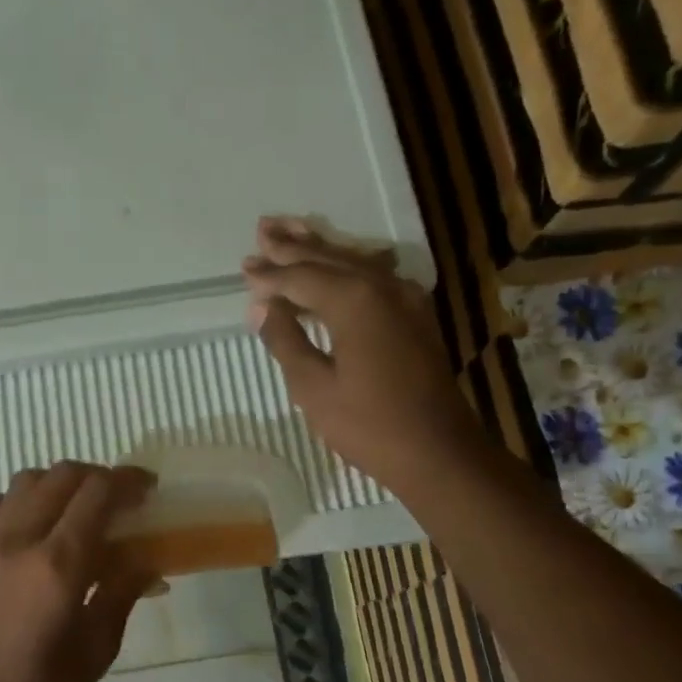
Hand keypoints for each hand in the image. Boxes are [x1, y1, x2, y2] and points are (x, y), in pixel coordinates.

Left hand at [0, 461, 156, 681]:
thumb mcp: (98, 649)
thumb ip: (122, 592)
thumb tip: (147, 558)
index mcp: (58, 565)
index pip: (96, 495)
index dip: (128, 482)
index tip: (149, 490)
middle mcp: (19, 543)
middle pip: (60, 476)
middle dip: (98, 476)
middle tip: (123, 500)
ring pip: (23, 482)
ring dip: (58, 482)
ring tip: (80, 509)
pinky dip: (14, 502)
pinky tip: (31, 524)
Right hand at [242, 216, 477, 495]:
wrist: (437, 451)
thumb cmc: (368, 425)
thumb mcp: (313, 387)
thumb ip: (285, 340)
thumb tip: (262, 307)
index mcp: (354, 300)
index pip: (301, 278)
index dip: (270, 275)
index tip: (244, 268)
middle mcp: (383, 287)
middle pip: (330, 258)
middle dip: (294, 247)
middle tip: (263, 230)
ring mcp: (406, 299)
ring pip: (356, 262)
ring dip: (321, 250)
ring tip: (291, 233)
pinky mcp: (416, 316)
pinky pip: (375, 278)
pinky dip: (349, 268)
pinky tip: (340, 263)